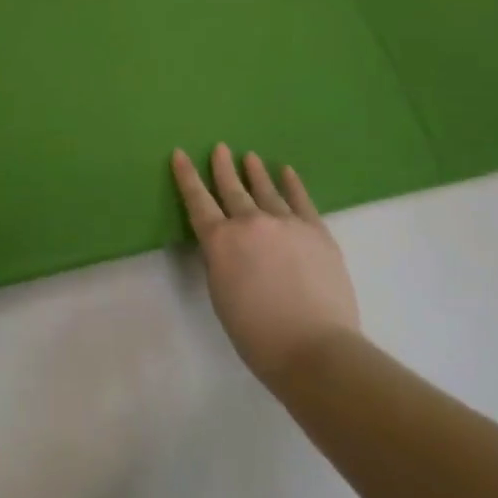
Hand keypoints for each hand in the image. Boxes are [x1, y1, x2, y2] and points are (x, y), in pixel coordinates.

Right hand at [172, 144, 361, 384]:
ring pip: (266, 190)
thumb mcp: (221, 296)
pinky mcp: (316, 231)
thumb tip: (228, 246)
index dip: (187, 177)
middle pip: (232, 189)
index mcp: (221, 241)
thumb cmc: (257, 334)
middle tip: (220, 148)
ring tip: (250, 157)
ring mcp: (286, 223)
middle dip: (222, 168)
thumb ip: (221, 263)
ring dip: (256, 172)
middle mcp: (250, 223)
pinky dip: (292, 184)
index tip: (180, 154)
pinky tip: (287, 172)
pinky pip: (301, 200)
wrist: (315, 348)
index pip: (197, 201)